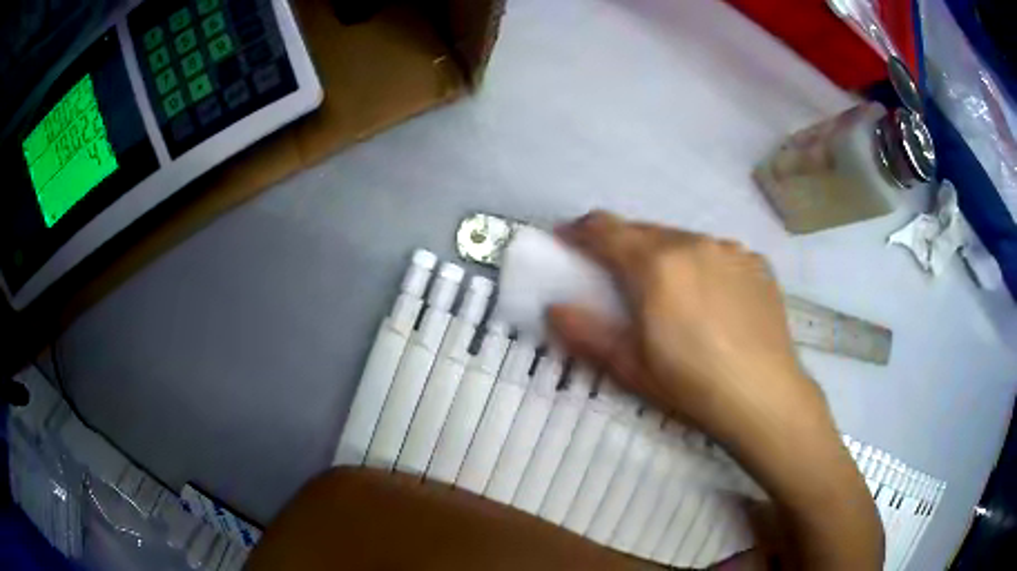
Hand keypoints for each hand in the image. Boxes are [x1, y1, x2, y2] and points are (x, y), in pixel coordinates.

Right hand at [550, 211, 883, 569]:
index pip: (606, 229)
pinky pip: (717, 253)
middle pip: (645, 231)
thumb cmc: (691, 385)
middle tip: (617, 277)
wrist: (765, 396)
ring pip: (683, 239)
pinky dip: (702, 265)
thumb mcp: (630, 366)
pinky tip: (711, 300)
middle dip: (622, 246)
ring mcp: (730, 249)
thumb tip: (554, 307)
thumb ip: (587, 332)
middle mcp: (694, 242)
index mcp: (657, 263)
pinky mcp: (756, 262)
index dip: (580, 231)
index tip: (568, 241)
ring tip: (670, 292)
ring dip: (664, 255)